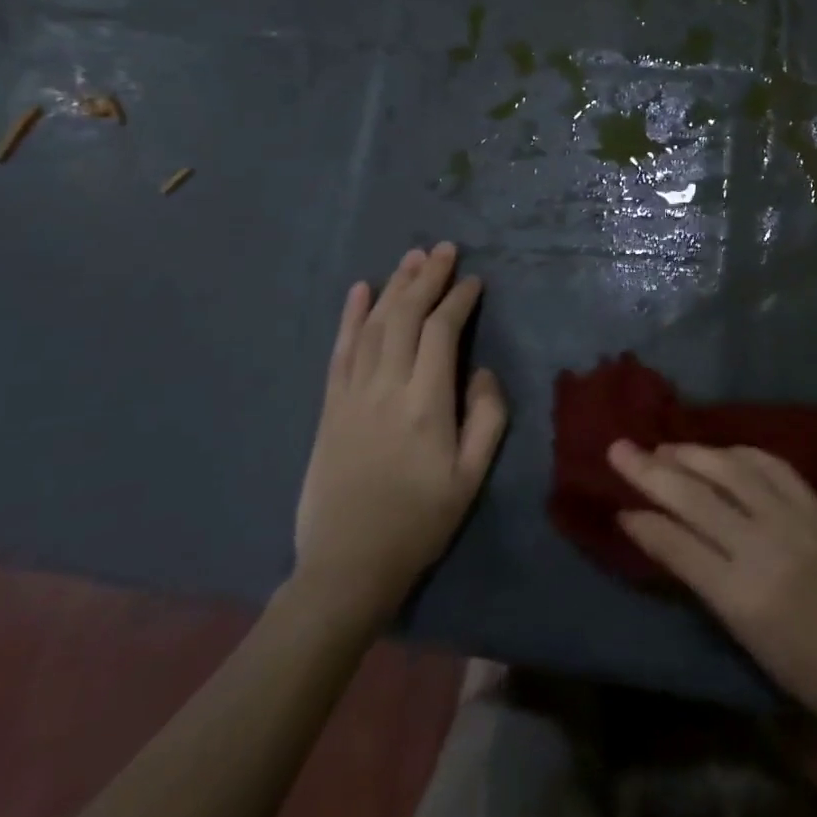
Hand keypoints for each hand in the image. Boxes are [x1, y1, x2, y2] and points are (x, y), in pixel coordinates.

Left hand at [292, 244, 506, 623]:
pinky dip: (350, 316)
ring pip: (373, 326)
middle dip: (426, 278)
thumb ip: (487, 417)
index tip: (474, 281)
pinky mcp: (329, 408)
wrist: (347, 567)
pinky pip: (340, 351)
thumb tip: (481, 371)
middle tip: (444, 249)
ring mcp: (352, 395)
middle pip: (405, 317)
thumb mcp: (471, 477)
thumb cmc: (420, 522)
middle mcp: (386, 388)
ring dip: (393, 287)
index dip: (458, 300)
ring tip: (411, 258)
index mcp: (426, 404)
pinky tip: (360, 290)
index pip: (441, 332)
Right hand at [608, 440, 816, 745]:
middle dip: (651, 470)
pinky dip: (739, 454)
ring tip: (663, 446)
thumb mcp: (745, 638)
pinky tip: (720, 452)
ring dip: (692, 453)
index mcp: (741, 596)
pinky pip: (771, 465)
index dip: (643, 522)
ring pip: (730, 470)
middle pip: (696, 497)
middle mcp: (764, 547)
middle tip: (619, 448)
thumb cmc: (809, 673)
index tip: (618, 507)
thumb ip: (702, 582)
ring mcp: (794, 520)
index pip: (677, 544)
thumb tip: (662, 537)